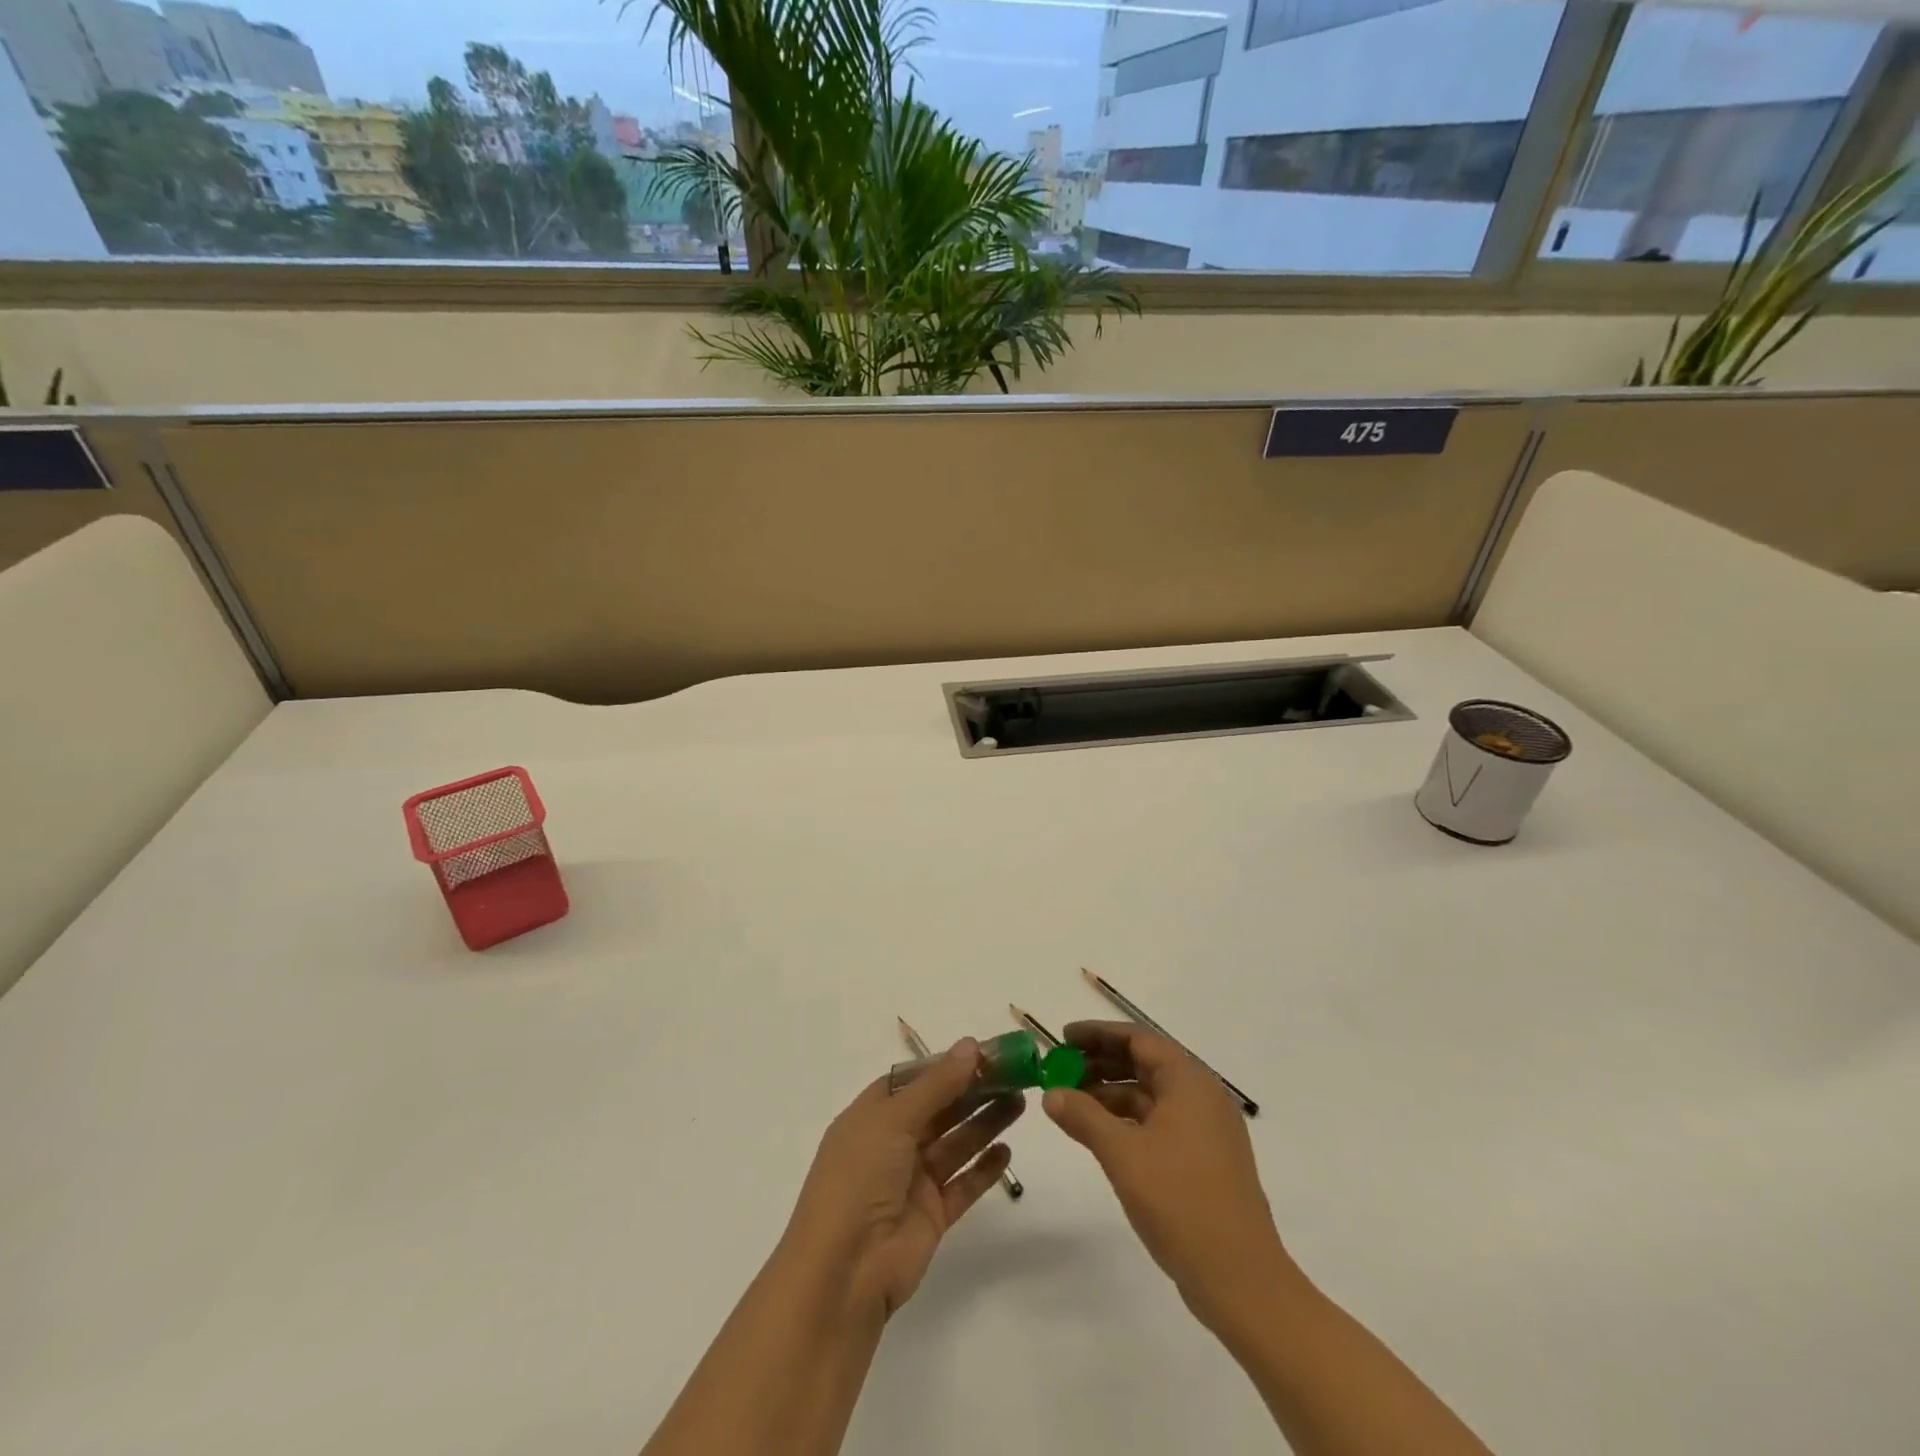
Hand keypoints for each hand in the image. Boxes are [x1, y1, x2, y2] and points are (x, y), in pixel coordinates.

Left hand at [782, 1038, 1022, 1320]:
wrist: (844, 1272)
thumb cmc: (859, 1179)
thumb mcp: (893, 1120)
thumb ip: (937, 1084)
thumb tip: (971, 1045)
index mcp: (871, 1116)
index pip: (912, 1081)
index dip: (945, 1065)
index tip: (984, 1052)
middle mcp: (891, 1145)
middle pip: (938, 1109)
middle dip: (973, 1090)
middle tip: (1014, 1074)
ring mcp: (912, 1181)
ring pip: (955, 1143)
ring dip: (984, 1122)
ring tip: (1020, 1101)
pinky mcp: (932, 1216)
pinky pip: (963, 1185)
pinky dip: (984, 1169)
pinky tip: (1007, 1150)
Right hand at [1044, 1020, 1297, 1328]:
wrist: (1241, 1279)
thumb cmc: (1180, 1202)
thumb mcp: (1122, 1154)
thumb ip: (1083, 1116)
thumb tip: (1051, 1093)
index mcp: (1189, 1081)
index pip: (1138, 1039)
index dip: (1098, 1034)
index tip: (1063, 1038)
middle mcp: (1202, 1096)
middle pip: (1145, 1063)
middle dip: (1101, 1063)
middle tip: (1061, 1070)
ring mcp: (1207, 1129)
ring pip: (1151, 1094)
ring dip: (1111, 1093)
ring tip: (1071, 1102)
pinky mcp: (1206, 1159)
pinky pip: (1160, 1121)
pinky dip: (1129, 1119)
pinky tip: (1100, 1134)